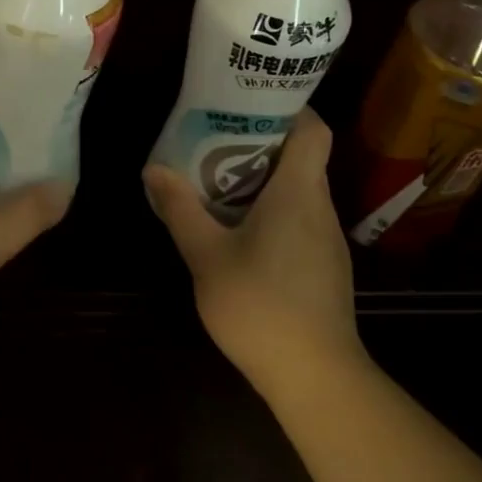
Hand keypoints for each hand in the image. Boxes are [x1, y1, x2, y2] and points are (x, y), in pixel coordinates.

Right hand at [144, 109, 365, 396]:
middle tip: (215, 138)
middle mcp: (320, 207)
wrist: (318, 379)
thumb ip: (180, 209)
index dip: (288, 107)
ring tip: (219, 179)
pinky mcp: (326, 266)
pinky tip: (241, 230)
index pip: (313, 129)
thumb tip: (154, 169)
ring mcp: (327, 239)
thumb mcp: (206, 256)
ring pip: (300, 189)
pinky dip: (274, 209)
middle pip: (302, 156)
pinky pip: (301, 218)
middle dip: (261, 141)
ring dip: (265, 177)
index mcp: (298, 192)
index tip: (249, 102)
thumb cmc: (261, 306)